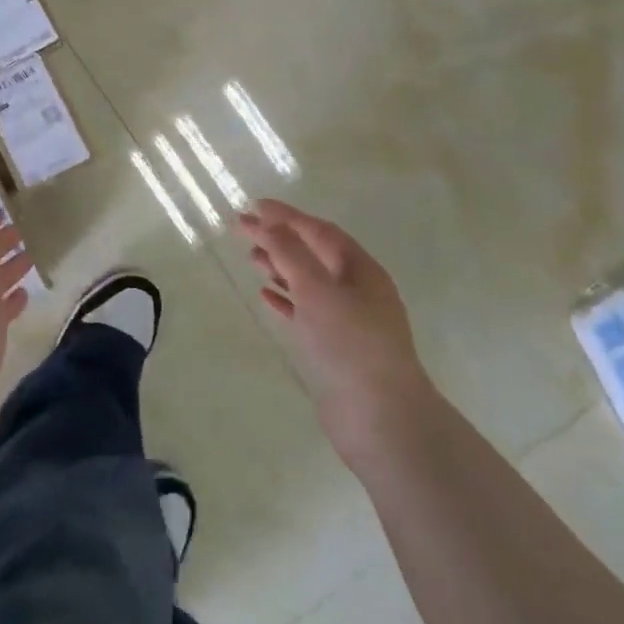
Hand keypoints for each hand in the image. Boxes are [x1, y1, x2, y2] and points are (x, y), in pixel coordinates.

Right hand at [238, 199, 429, 452]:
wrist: (380, 417)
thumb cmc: (349, 344)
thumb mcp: (316, 289)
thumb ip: (290, 252)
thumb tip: (267, 221)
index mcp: (362, 270)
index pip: (320, 231)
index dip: (286, 216)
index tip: (253, 206)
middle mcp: (359, 290)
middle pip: (315, 253)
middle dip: (280, 239)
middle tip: (243, 231)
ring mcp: (349, 321)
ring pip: (309, 282)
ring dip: (281, 266)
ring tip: (251, 259)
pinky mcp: (336, 348)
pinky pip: (307, 312)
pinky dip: (286, 299)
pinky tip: (265, 296)